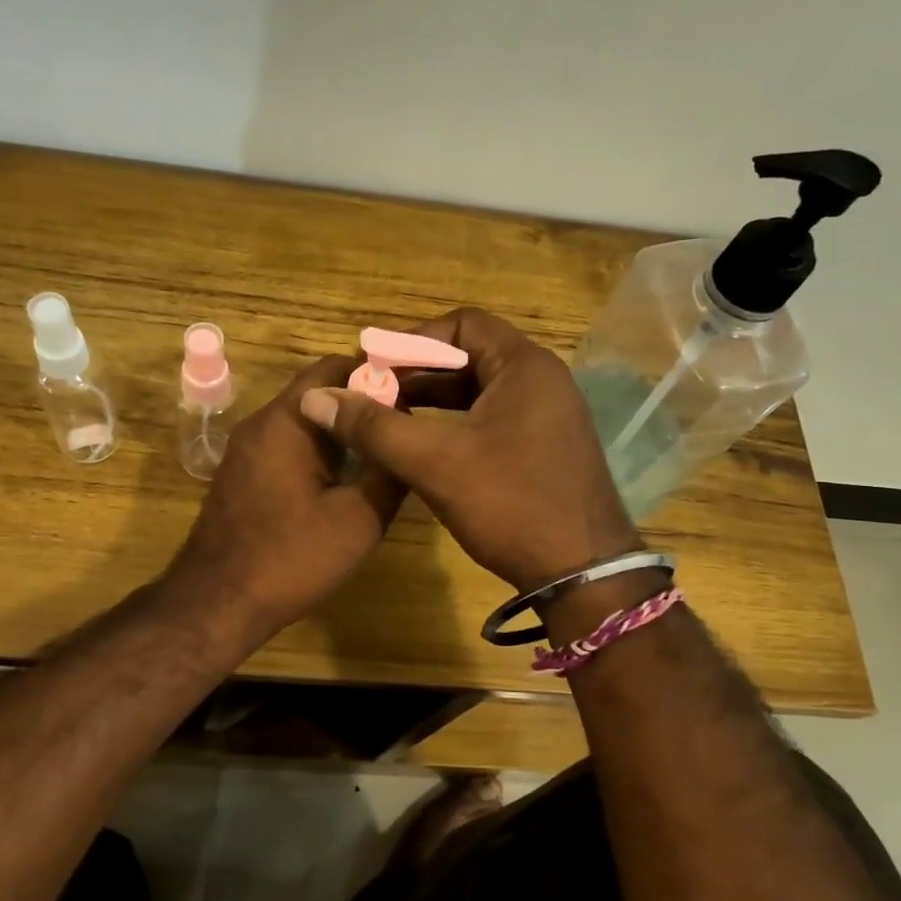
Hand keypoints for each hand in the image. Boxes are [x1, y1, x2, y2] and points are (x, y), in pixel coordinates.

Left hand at [166, 355, 404, 640]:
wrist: (217, 603)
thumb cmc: (290, 559)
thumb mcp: (358, 519)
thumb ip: (389, 472)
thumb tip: (408, 438)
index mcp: (286, 421)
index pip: (334, 367)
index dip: (378, 372)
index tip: (416, 390)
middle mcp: (261, 423)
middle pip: (319, 391)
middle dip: (363, 402)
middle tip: (406, 423)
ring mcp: (247, 449)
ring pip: (304, 420)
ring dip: (342, 427)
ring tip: (385, 448)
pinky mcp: (244, 473)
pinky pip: (289, 444)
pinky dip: (320, 448)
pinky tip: (348, 475)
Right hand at [298, 308, 638, 592]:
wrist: (584, 574)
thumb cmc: (511, 504)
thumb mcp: (435, 463)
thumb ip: (374, 427)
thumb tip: (316, 398)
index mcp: (524, 366)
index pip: (461, 326)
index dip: (412, 340)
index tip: (373, 366)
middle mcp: (542, 380)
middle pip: (470, 356)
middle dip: (417, 372)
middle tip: (373, 393)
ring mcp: (548, 415)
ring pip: (480, 390)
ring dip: (434, 398)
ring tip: (389, 416)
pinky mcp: (546, 446)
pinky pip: (493, 417)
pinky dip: (456, 422)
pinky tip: (425, 445)